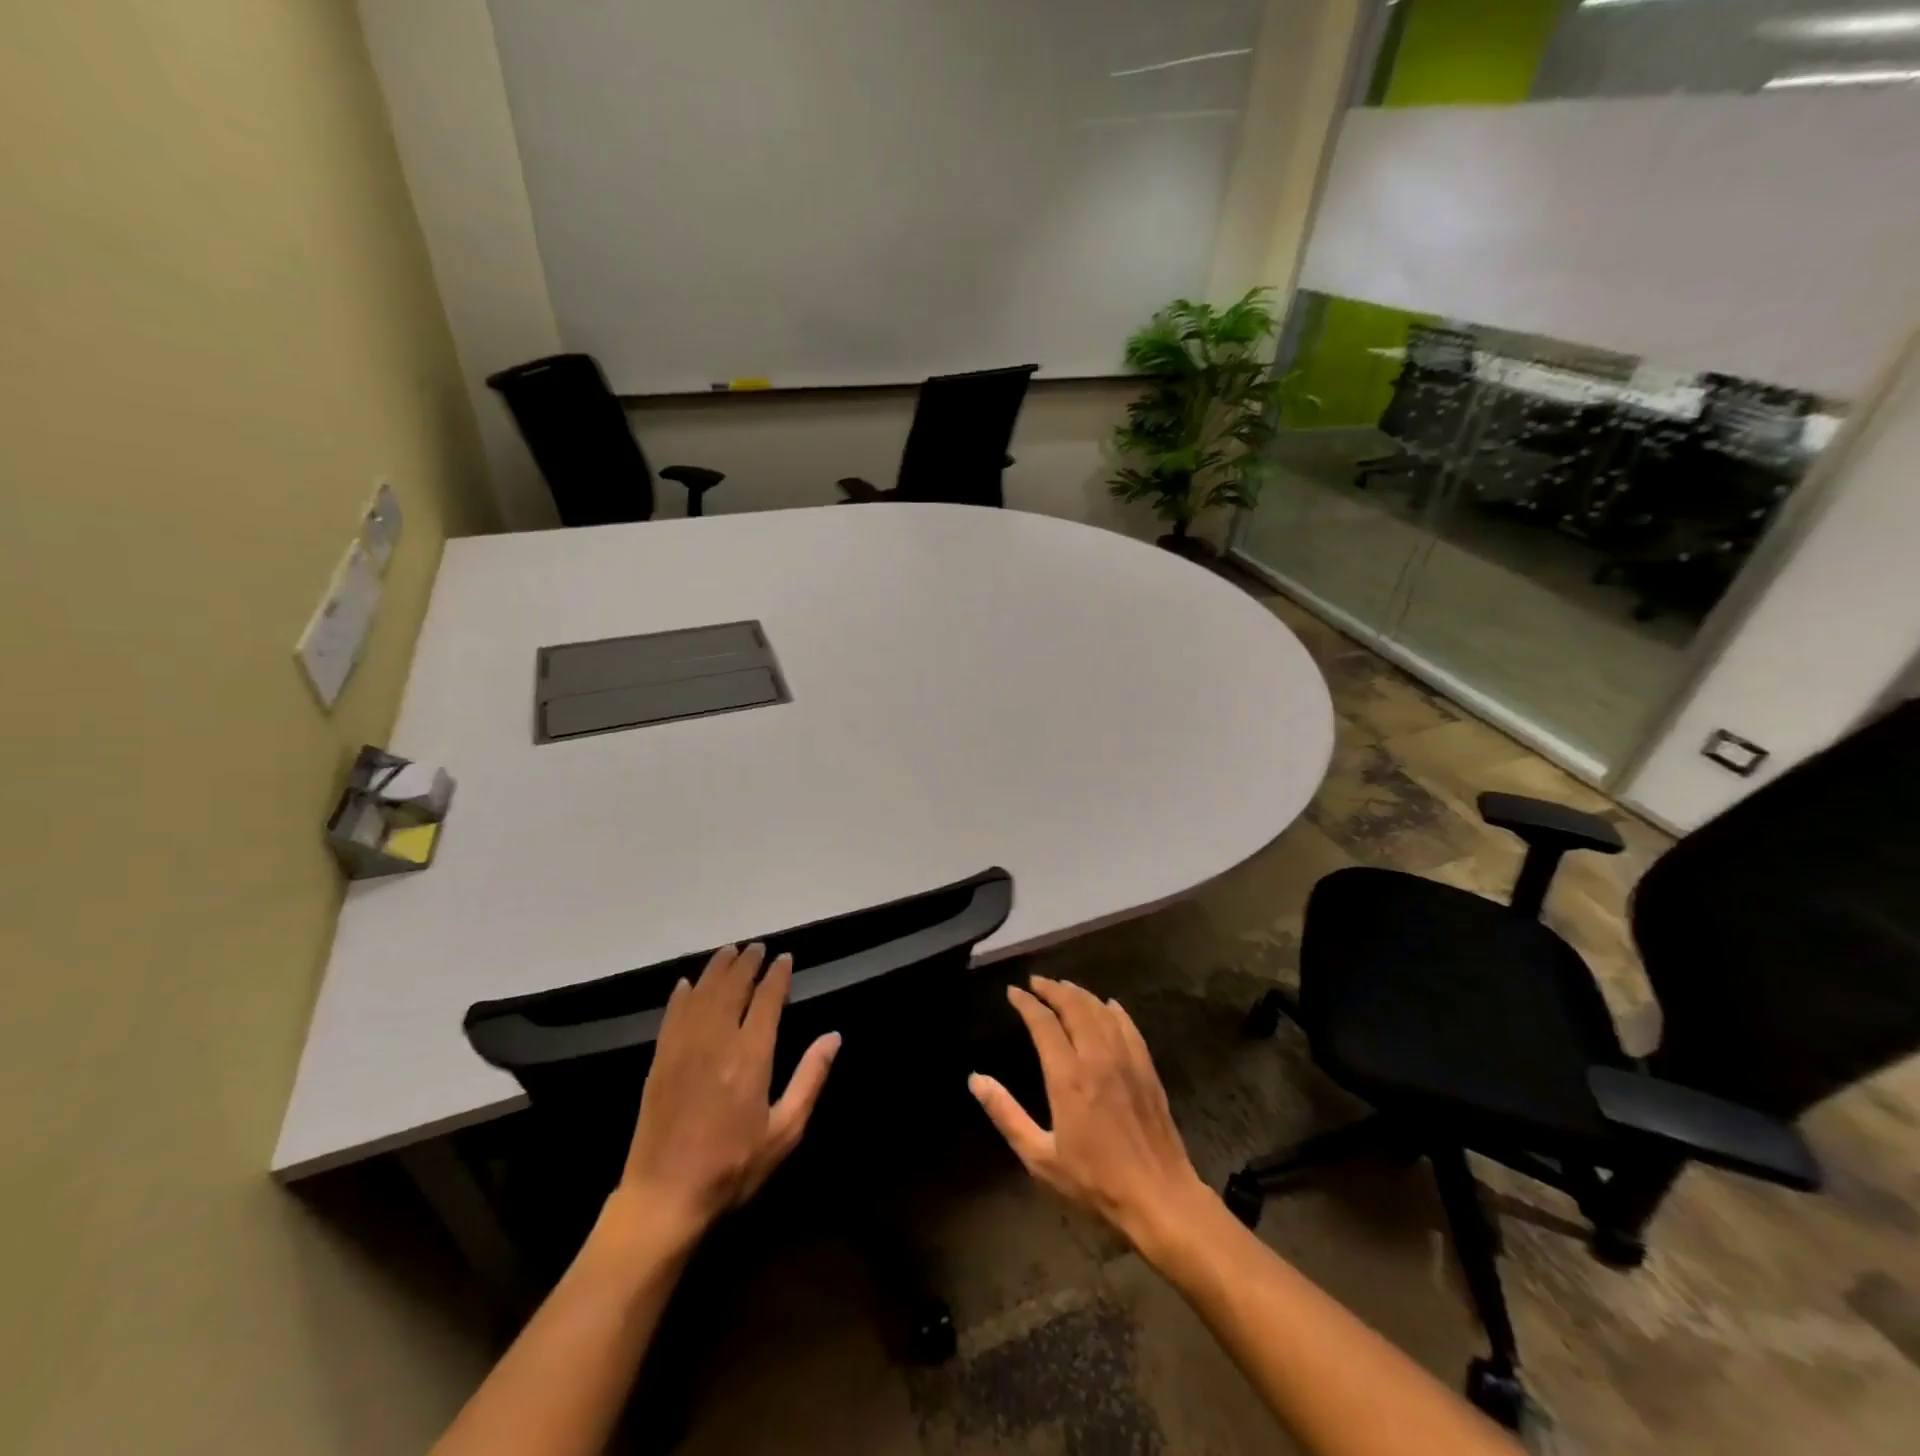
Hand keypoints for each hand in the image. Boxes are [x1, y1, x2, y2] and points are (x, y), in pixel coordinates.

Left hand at [612, 943, 839, 1247]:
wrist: (664, 1198)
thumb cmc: (733, 1168)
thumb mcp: (784, 1131)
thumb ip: (810, 1079)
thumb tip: (833, 1036)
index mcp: (751, 1057)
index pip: (766, 1000)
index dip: (777, 975)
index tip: (784, 958)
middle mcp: (716, 1042)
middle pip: (732, 987)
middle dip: (747, 963)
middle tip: (757, 948)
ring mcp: (683, 1049)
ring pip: (702, 993)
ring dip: (717, 969)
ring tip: (729, 952)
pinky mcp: (659, 1061)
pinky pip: (672, 1015)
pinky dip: (683, 994)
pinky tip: (687, 984)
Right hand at [969, 976, 1210, 1255]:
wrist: (1159, 1197)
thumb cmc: (1094, 1182)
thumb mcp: (1040, 1157)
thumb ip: (1006, 1114)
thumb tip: (976, 1079)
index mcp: (1068, 1076)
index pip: (1043, 1023)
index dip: (1026, 1003)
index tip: (1013, 992)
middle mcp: (1097, 1057)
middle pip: (1074, 1006)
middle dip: (1052, 989)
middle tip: (1036, 982)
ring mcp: (1126, 1060)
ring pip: (1101, 1011)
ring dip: (1080, 994)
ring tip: (1064, 987)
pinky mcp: (1146, 1069)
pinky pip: (1128, 1026)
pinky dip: (1113, 1010)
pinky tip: (1108, 1005)